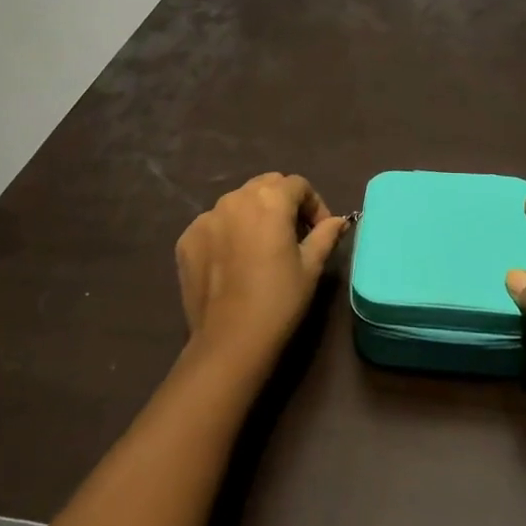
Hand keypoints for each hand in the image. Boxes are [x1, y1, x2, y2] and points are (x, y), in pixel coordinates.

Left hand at [174, 173, 349, 374]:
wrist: (230, 340)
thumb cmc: (279, 300)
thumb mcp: (311, 266)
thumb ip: (325, 234)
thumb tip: (338, 220)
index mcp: (269, 200)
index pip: (298, 184)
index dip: (314, 204)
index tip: (319, 230)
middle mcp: (235, 198)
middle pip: (266, 186)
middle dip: (284, 202)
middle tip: (293, 234)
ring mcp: (206, 217)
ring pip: (237, 202)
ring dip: (254, 215)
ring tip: (261, 247)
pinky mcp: (187, 238)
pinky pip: (214, 224)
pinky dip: (227, 232)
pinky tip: (234, 261)